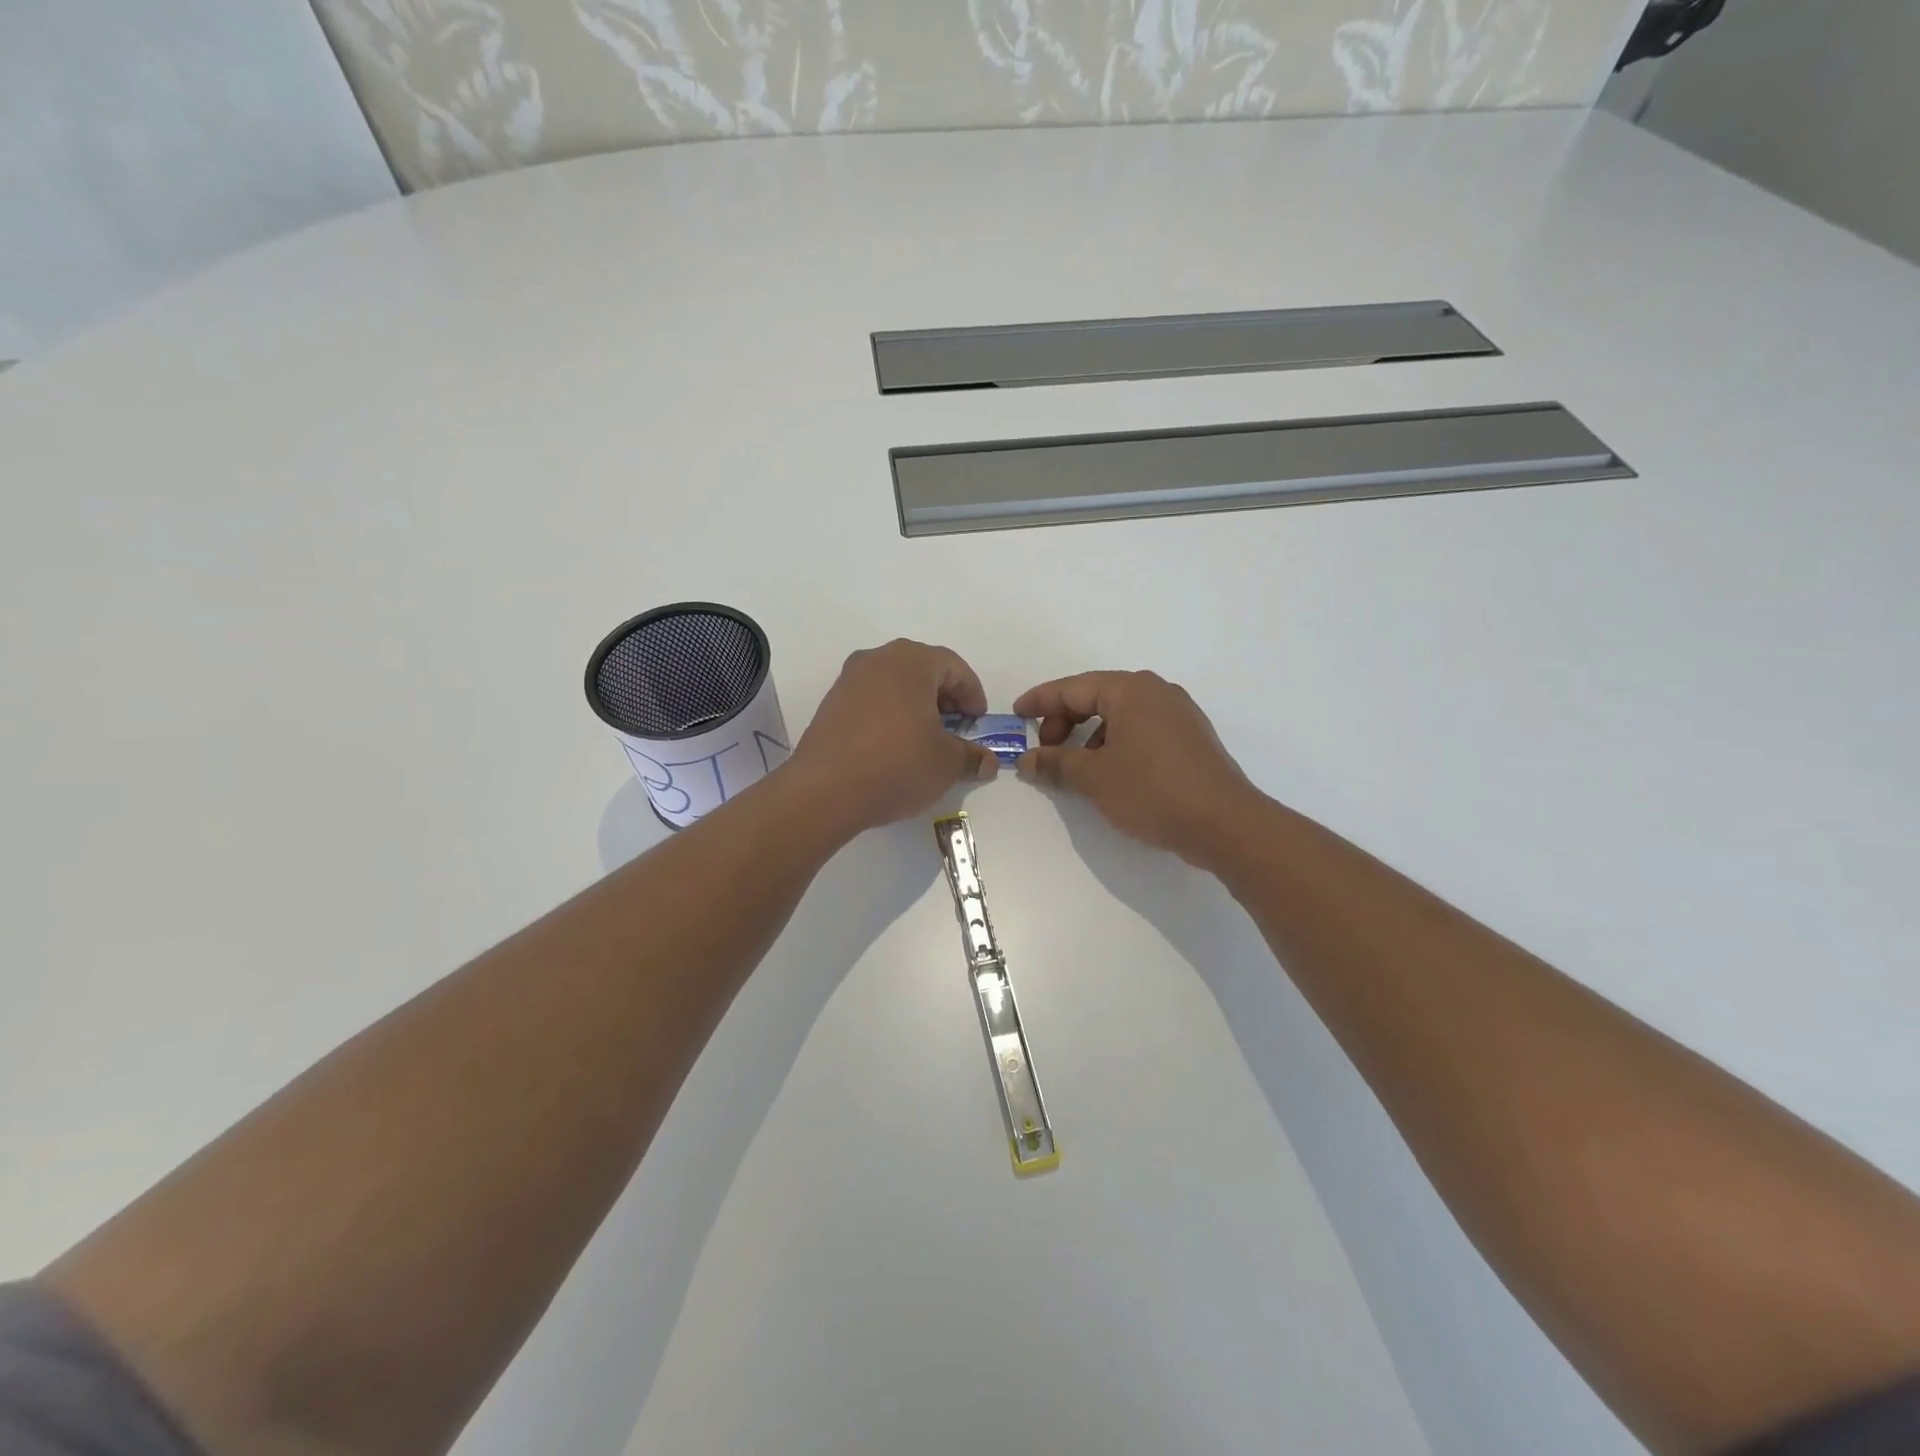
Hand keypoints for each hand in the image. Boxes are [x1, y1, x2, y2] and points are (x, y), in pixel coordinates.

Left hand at [786, 639, 997, 834]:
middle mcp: (877, 659)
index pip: (954, 667)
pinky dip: (890, 715)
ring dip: (916, 706)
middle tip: (956, 729)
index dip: (973, 694)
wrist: (824, 791)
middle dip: (944, 697)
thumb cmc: (897, 765)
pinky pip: (871, 700)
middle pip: (922, 670)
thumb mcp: (946, 763)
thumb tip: (986, 762)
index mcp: (911, 661)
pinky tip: (894, 746)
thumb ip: (971, 756)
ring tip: (926, 740)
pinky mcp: (830, 704)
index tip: (978, 723)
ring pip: (895, 684)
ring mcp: (849, 680)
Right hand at [1013, 671, 1257, 866]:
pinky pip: (1140, 730)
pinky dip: (1115, 744)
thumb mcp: (1094, 778)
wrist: (1224, 824)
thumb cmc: (1152, 791)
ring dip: (1090, 736)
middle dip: (1065, 721)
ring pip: (1119, 715)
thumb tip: (1026, 760)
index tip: (1016, 714)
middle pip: (1097, 697)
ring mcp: (1178, 714)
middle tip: (1046, 749)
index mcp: (1131, 690)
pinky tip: (1109, 773)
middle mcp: (1156, 692)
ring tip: (1075, 767)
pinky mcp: (1190, 739)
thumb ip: (1056, 764)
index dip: (1040, 701)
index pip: (1073, 688)